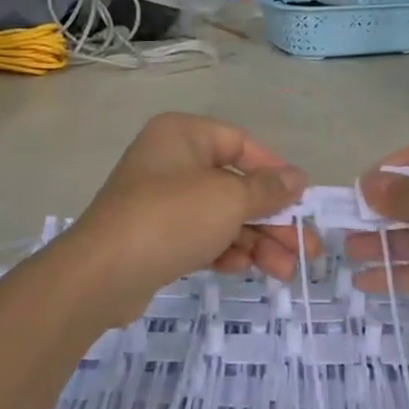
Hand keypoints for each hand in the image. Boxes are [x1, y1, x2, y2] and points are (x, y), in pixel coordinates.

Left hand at [55, 113, 312, 326]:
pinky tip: (244, 269)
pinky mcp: (155, 236)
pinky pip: (200, 236)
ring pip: (221, 215)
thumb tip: (298, 177)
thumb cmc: (171, 218)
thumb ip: (268, 189)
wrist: (102, 273)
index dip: (275, 171)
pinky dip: (225, 250)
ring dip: (256, 241)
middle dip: (272, 219)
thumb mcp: (229, 198)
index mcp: (183, 135)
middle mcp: (171, 161)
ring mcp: (160, 200)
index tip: (302, 200)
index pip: (241, 144)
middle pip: (235, 185)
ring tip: (285, 272)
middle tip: (306, 250)